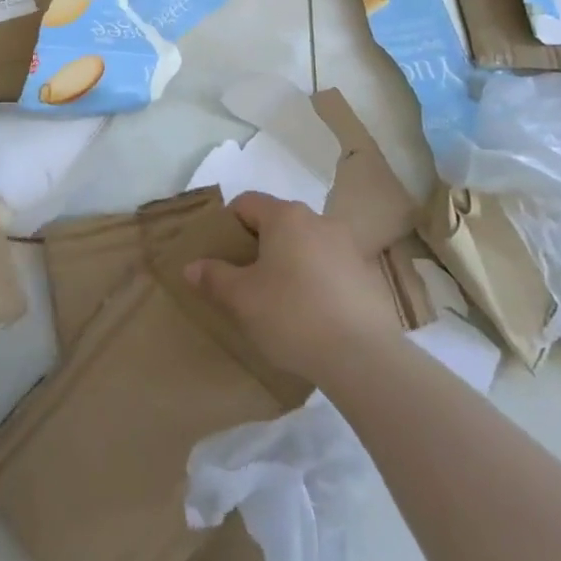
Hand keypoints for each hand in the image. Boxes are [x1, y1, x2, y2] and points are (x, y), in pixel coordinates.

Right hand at [185, 192, 401, 384]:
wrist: (363, 357)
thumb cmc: (292, 315)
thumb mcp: (242, 298)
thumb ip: (214, 277)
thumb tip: (192, 266)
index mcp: (286, 216)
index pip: (247, 203)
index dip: (229, 224)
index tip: (222, 256)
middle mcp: (318, 220)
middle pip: (278, 222)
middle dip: (260, 245)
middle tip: (246, 280)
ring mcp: (348, 246)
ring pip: (306, 245)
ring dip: (290, 263)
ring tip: (280, 301)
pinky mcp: (368, 275)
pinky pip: (331, 268)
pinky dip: (316, 281)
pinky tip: (312, 315)